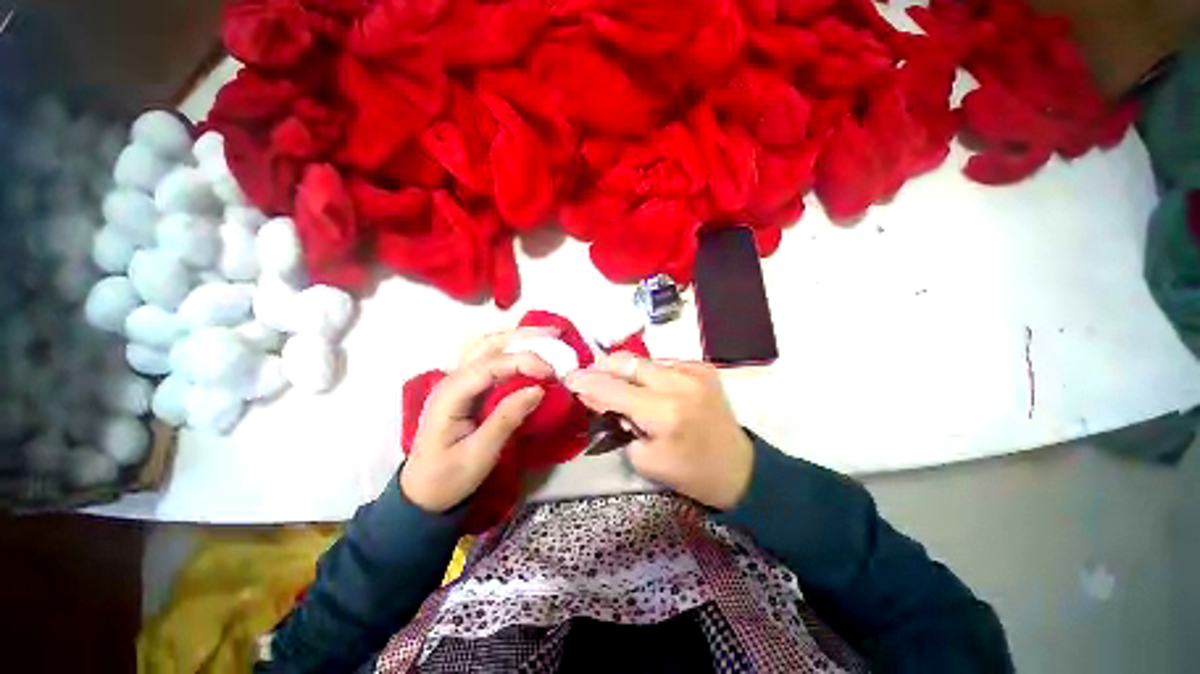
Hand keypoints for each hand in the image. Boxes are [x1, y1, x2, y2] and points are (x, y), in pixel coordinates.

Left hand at [400, 327, 555, 512]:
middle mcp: (451, 379)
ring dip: (516, 337)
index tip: (550, 372)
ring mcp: (457, 380)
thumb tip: (538, 389)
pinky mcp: (467, 387)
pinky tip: (528, 350)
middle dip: (522, 336)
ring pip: (487, 345)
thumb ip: (507, 418)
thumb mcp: (480, 454)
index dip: (523, 361)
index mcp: (450, 394)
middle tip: (554, 334)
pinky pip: (489, 358)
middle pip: (487, 344)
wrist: (422, 493)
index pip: (490, 364)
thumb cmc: (448, 477)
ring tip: (545, 335)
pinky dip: (511, 349)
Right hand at [566, 354, 753, 509]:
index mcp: (664, 412)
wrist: (739, 468)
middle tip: (589, 375)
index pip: (614, 389)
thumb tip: (600, 397)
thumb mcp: (645, 459)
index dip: (588, 381)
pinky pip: (664, 363)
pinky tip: (644, 384)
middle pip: (629, 363)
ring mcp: (695, 371)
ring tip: (614, 380)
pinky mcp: (703, 368)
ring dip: (625, 369)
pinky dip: (648, 371)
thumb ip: (619, 423)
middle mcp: (680, 383)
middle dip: (604, 367)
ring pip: (645, 360)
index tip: (569, 377)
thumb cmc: (690, 473)